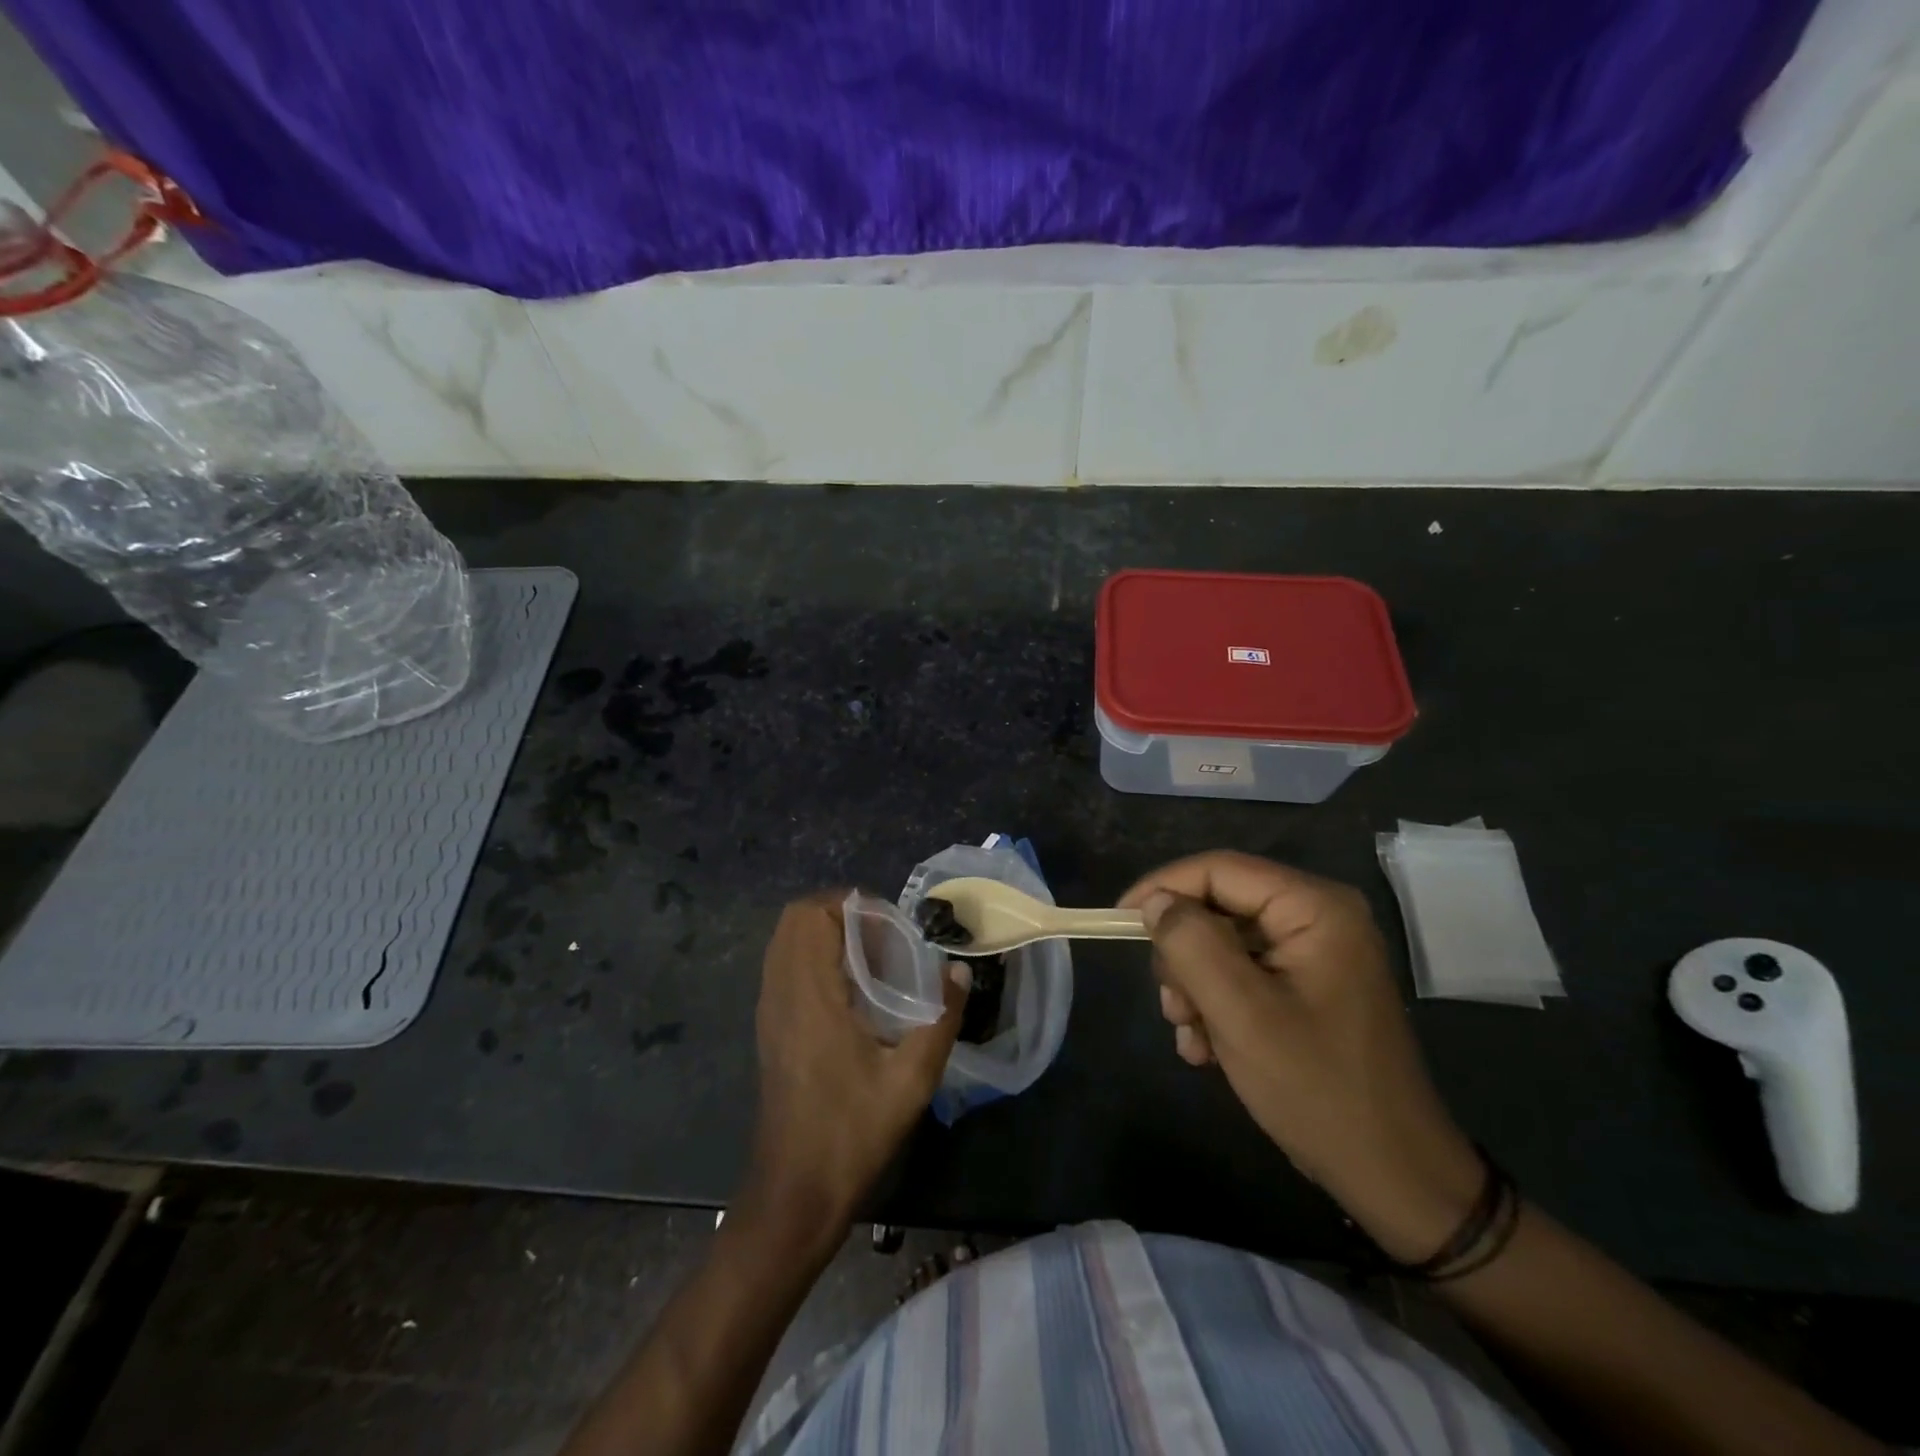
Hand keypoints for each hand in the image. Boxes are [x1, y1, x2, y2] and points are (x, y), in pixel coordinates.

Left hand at [743, 893, 965, 1244]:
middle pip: (795, 919)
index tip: (891, 930)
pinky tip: (851, 993)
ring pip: (786, 941)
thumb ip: (941, 1018)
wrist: (796, 1192)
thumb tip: (960, 970)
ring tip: (871, 962)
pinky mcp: (769, 1027)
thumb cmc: (852, 1132)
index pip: (812, 915)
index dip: (853, 906)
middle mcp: (781, 992)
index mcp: (809, 996)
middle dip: (841, 913)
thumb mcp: (911, 1079)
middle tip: (883, 940)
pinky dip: (814, 958)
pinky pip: (785, 966)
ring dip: (827, 934)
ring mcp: (769, 1010)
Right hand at [1120, 852, 1483, 1262]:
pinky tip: (1207, 1049)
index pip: (1219, 869)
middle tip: (1173, 1006)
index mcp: (1314, 908)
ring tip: (1193, 1037)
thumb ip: (1190, 944)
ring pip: (1221, 943)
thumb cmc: (1317, 1088)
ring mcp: (1313, 953)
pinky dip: (1215, 1005)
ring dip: (1195, 988)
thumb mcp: (1241, 1013)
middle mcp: (1317, 917)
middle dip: (1184, 955)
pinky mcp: (1306, 986)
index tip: (1118, 922)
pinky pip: (1240, 974)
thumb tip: (1155, 903)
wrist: (1391, 1176)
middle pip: (1218, 907)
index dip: (1163, 888)